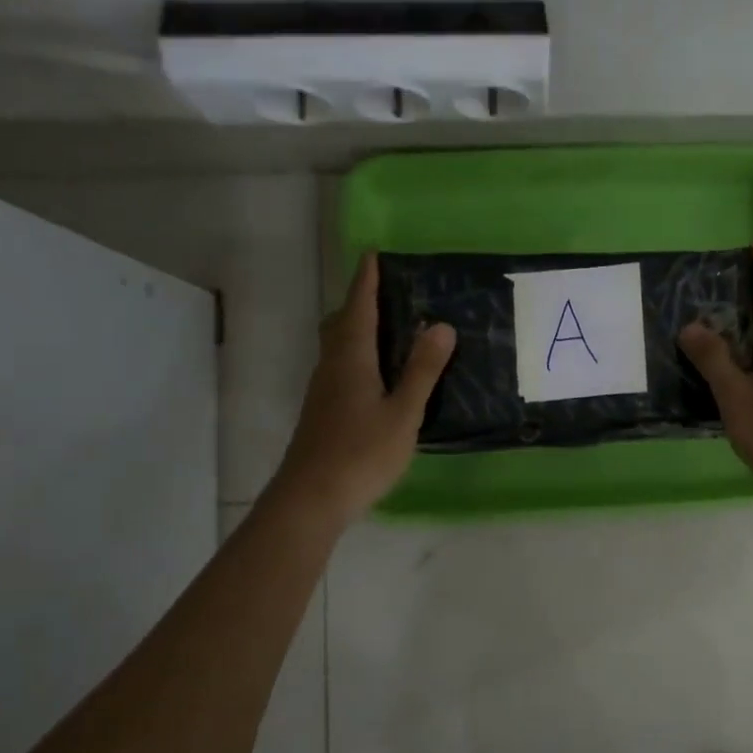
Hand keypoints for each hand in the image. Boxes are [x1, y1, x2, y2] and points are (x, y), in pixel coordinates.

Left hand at [270, 253, 454, 527]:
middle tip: (387, 291)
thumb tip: (441, 326)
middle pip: (342, 322)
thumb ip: (422, 370)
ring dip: (358, 327)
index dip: (366, 280)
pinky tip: (377, 373)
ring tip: (389, 327)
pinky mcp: (323, 411)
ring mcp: (323, 390)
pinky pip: (340, 366)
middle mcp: (332, 366)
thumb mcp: (403, 413)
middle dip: (360, 301)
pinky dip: (357, 353)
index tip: (374, 254)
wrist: (311, 498)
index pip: (359, 307)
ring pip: (338, 345)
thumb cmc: (361, 453)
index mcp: (351, 358)